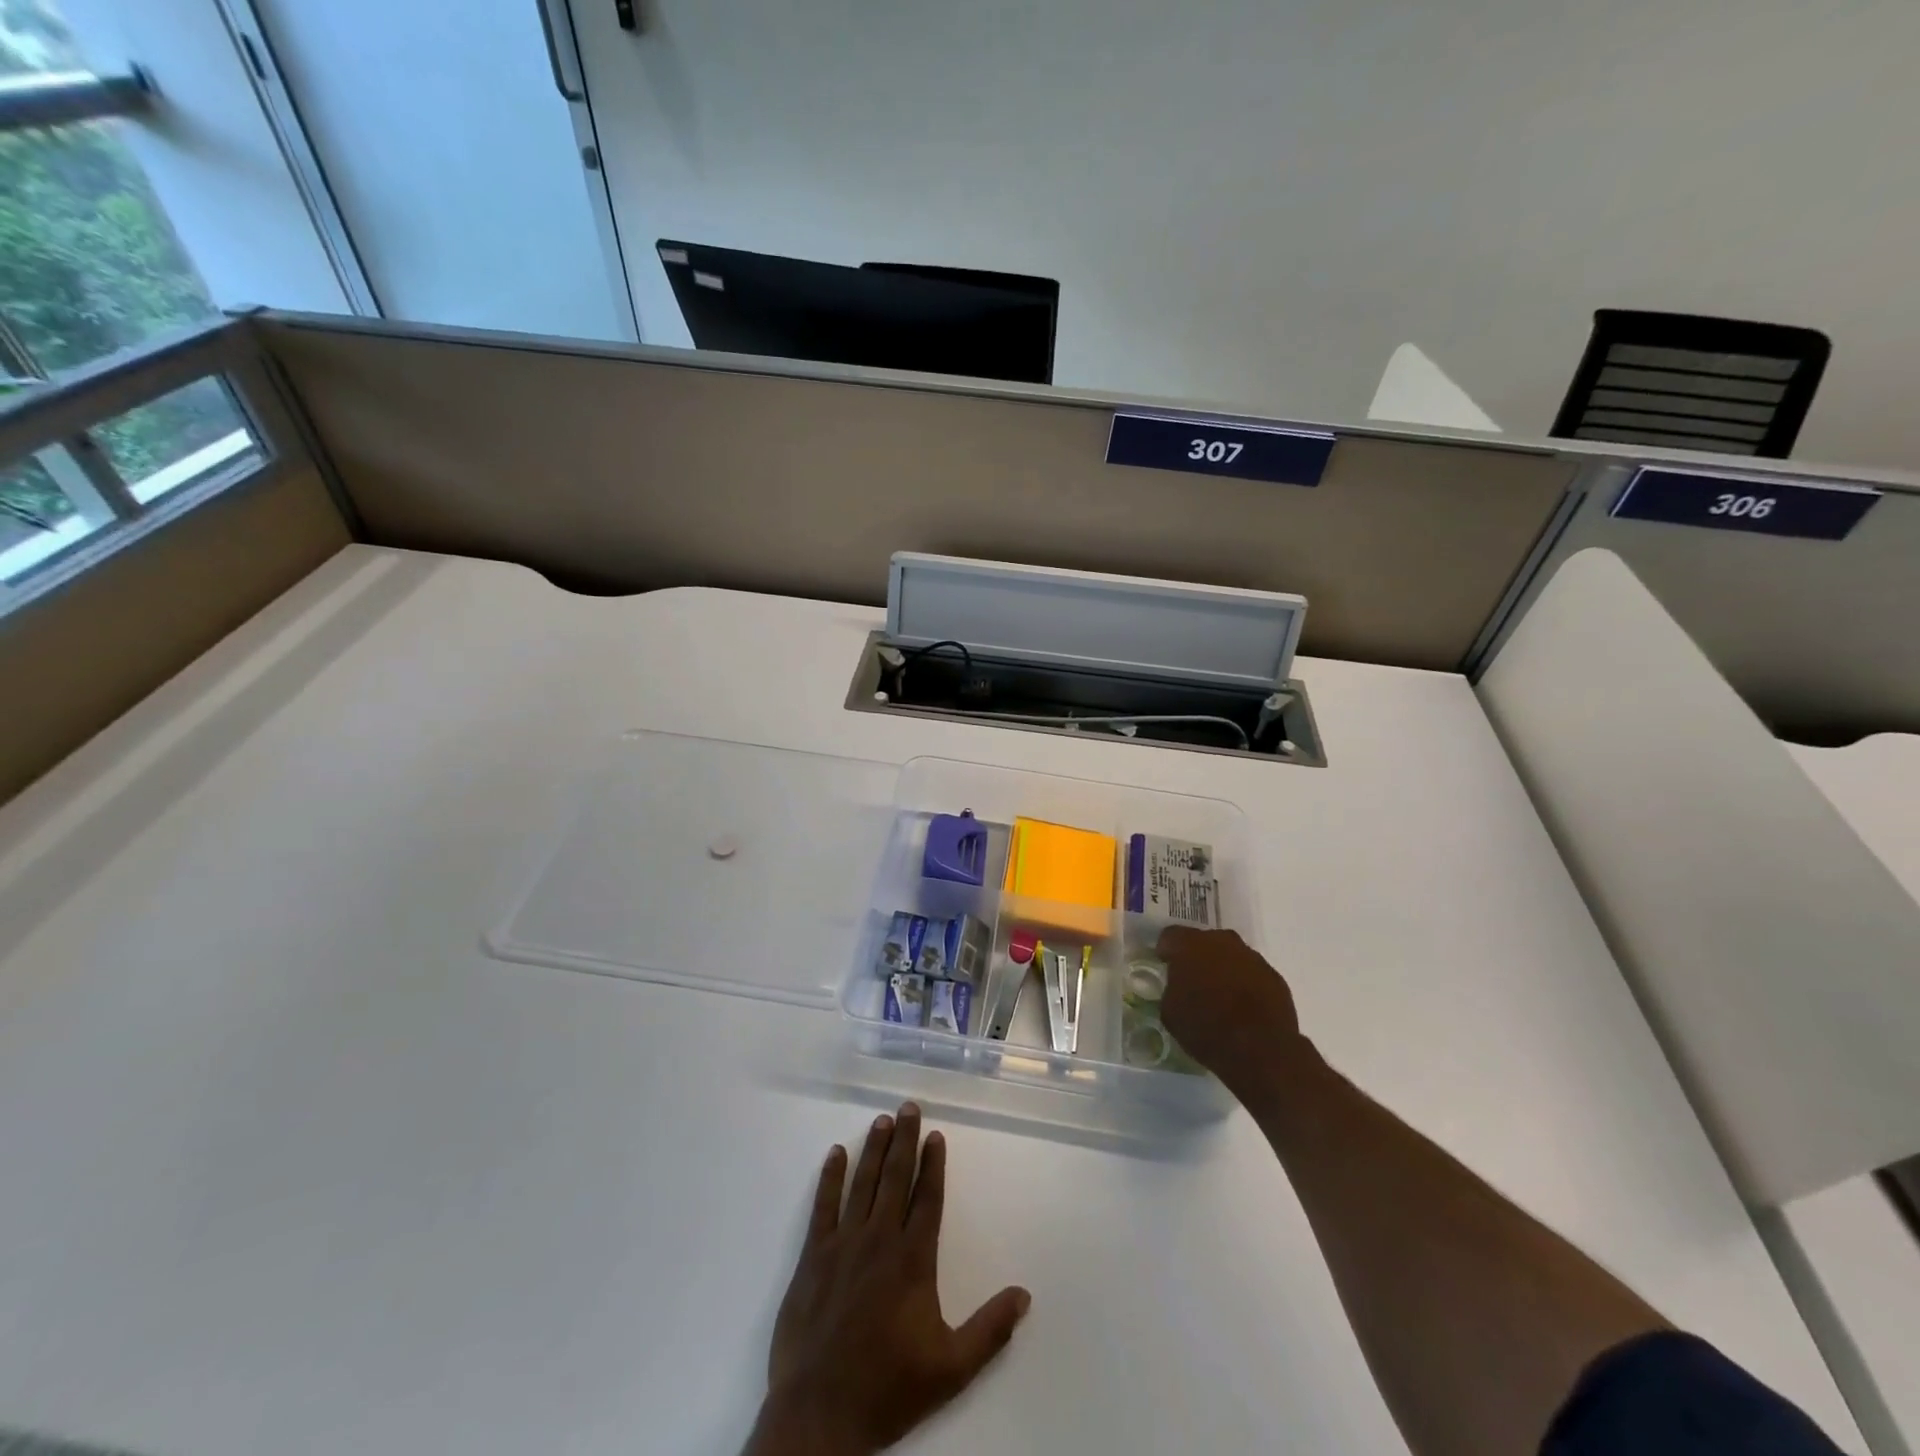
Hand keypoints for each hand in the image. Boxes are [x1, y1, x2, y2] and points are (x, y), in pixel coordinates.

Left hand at [746, 1103, 1031, 1455]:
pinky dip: (830, 1177)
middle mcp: (879, 1240)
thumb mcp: (951, 1368)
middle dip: (905, 1139)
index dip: (933, 1164)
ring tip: (882, 1119)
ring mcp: (843, 1244)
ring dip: (874, 1149)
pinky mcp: (813, 1257)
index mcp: (913, 1260)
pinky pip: (823, 1206)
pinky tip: (836, 1154)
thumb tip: (1024, 1294)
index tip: (937, 1135)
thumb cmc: (888, 1388)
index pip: (927, 1198)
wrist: (819, 1415)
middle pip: (896, 1178)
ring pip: (863, 1183)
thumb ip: (990, 1329)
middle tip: (909, 1106)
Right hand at [1157, 927, 1307, 1094]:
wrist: (1261, 1049)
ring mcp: (1252, 957)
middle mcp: (1222, 942)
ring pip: (1231, 956)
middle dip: (1197, 957)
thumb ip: (1172, 990)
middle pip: (1204, 942)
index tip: (1165, 965)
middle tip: (1193, 981)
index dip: (1166, 950)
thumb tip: (1179, 988)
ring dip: (1224, 969)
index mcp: (1190, 946)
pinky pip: (1252, 974)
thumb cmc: (1206, 1028)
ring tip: (1220, 996)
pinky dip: (1245, 984)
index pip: (1170, 936)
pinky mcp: (1274, 977)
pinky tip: (1243, 1008)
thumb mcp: (1170, 1012)